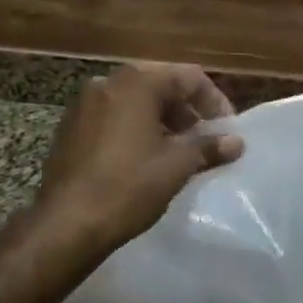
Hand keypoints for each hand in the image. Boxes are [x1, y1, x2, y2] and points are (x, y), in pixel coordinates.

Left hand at [31, 62, 244, 281]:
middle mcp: (108, 82)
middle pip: (160, 84)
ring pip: (135, 100)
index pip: (188, 77)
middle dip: (187, 109)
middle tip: (204, 137)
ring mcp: (85, 104)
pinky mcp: (71, 127)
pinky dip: (135, 127)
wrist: (65, 225)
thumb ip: (209, 147)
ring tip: (178, 150)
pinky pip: (113, 116)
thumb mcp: (176, 166)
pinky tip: (145, 158)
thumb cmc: (128, 187)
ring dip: (162, 119)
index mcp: (137, 83)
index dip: (214, 101)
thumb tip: (237, 142)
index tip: (227, 130)